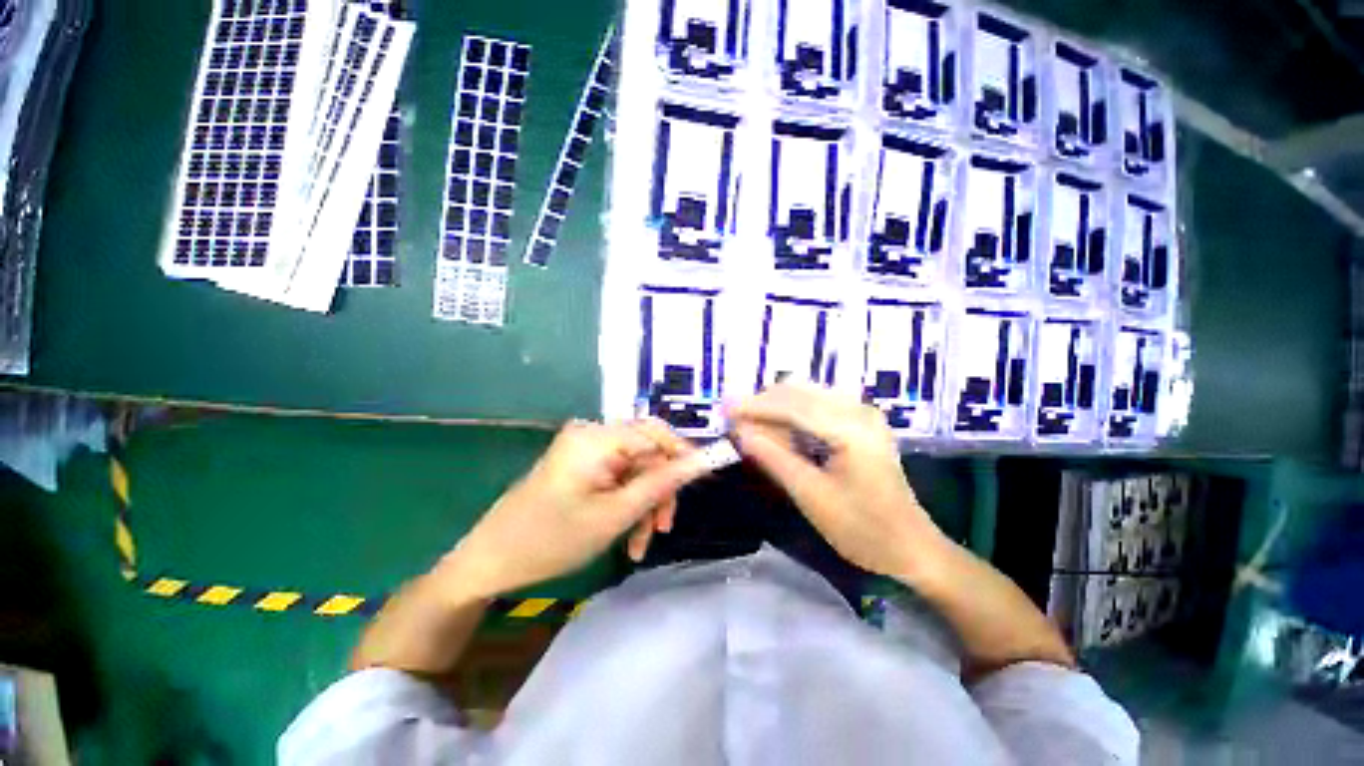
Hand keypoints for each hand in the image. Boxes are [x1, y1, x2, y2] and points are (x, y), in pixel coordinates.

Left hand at [443, 419, 713, 598]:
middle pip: (646, 454)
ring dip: (643, 504)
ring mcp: (584, 450)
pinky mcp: (580, 465)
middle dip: (658, 491)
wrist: (492, 560)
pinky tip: (628, 537)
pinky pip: (616, 478)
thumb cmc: (553, 538)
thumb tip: (700, 462)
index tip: (700, 483)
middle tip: (664, 529)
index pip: (656, 433)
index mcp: (597, 437)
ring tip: (642, 543)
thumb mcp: (616, 514)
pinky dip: (626, 504)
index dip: (682, 456)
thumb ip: (661, 483)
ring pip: (634, 470)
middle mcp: (592, 434)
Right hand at [728, 383, 948, 581]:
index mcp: (851, 429)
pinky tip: (777, 431)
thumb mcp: (811, 496)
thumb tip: (739, 432)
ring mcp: (862, 412)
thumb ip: (773, 458)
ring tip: (750, 428)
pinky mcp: (860, 421)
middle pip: (798, 391)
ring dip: (774, 407)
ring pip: (805, 394)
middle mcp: (858, 409)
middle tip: (734, 422)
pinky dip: (791, 413)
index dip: (754, 406)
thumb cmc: (863, 530)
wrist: (911, 547)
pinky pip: (816, 404)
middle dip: (762, 404)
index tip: (724, 411)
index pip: (791, 405)